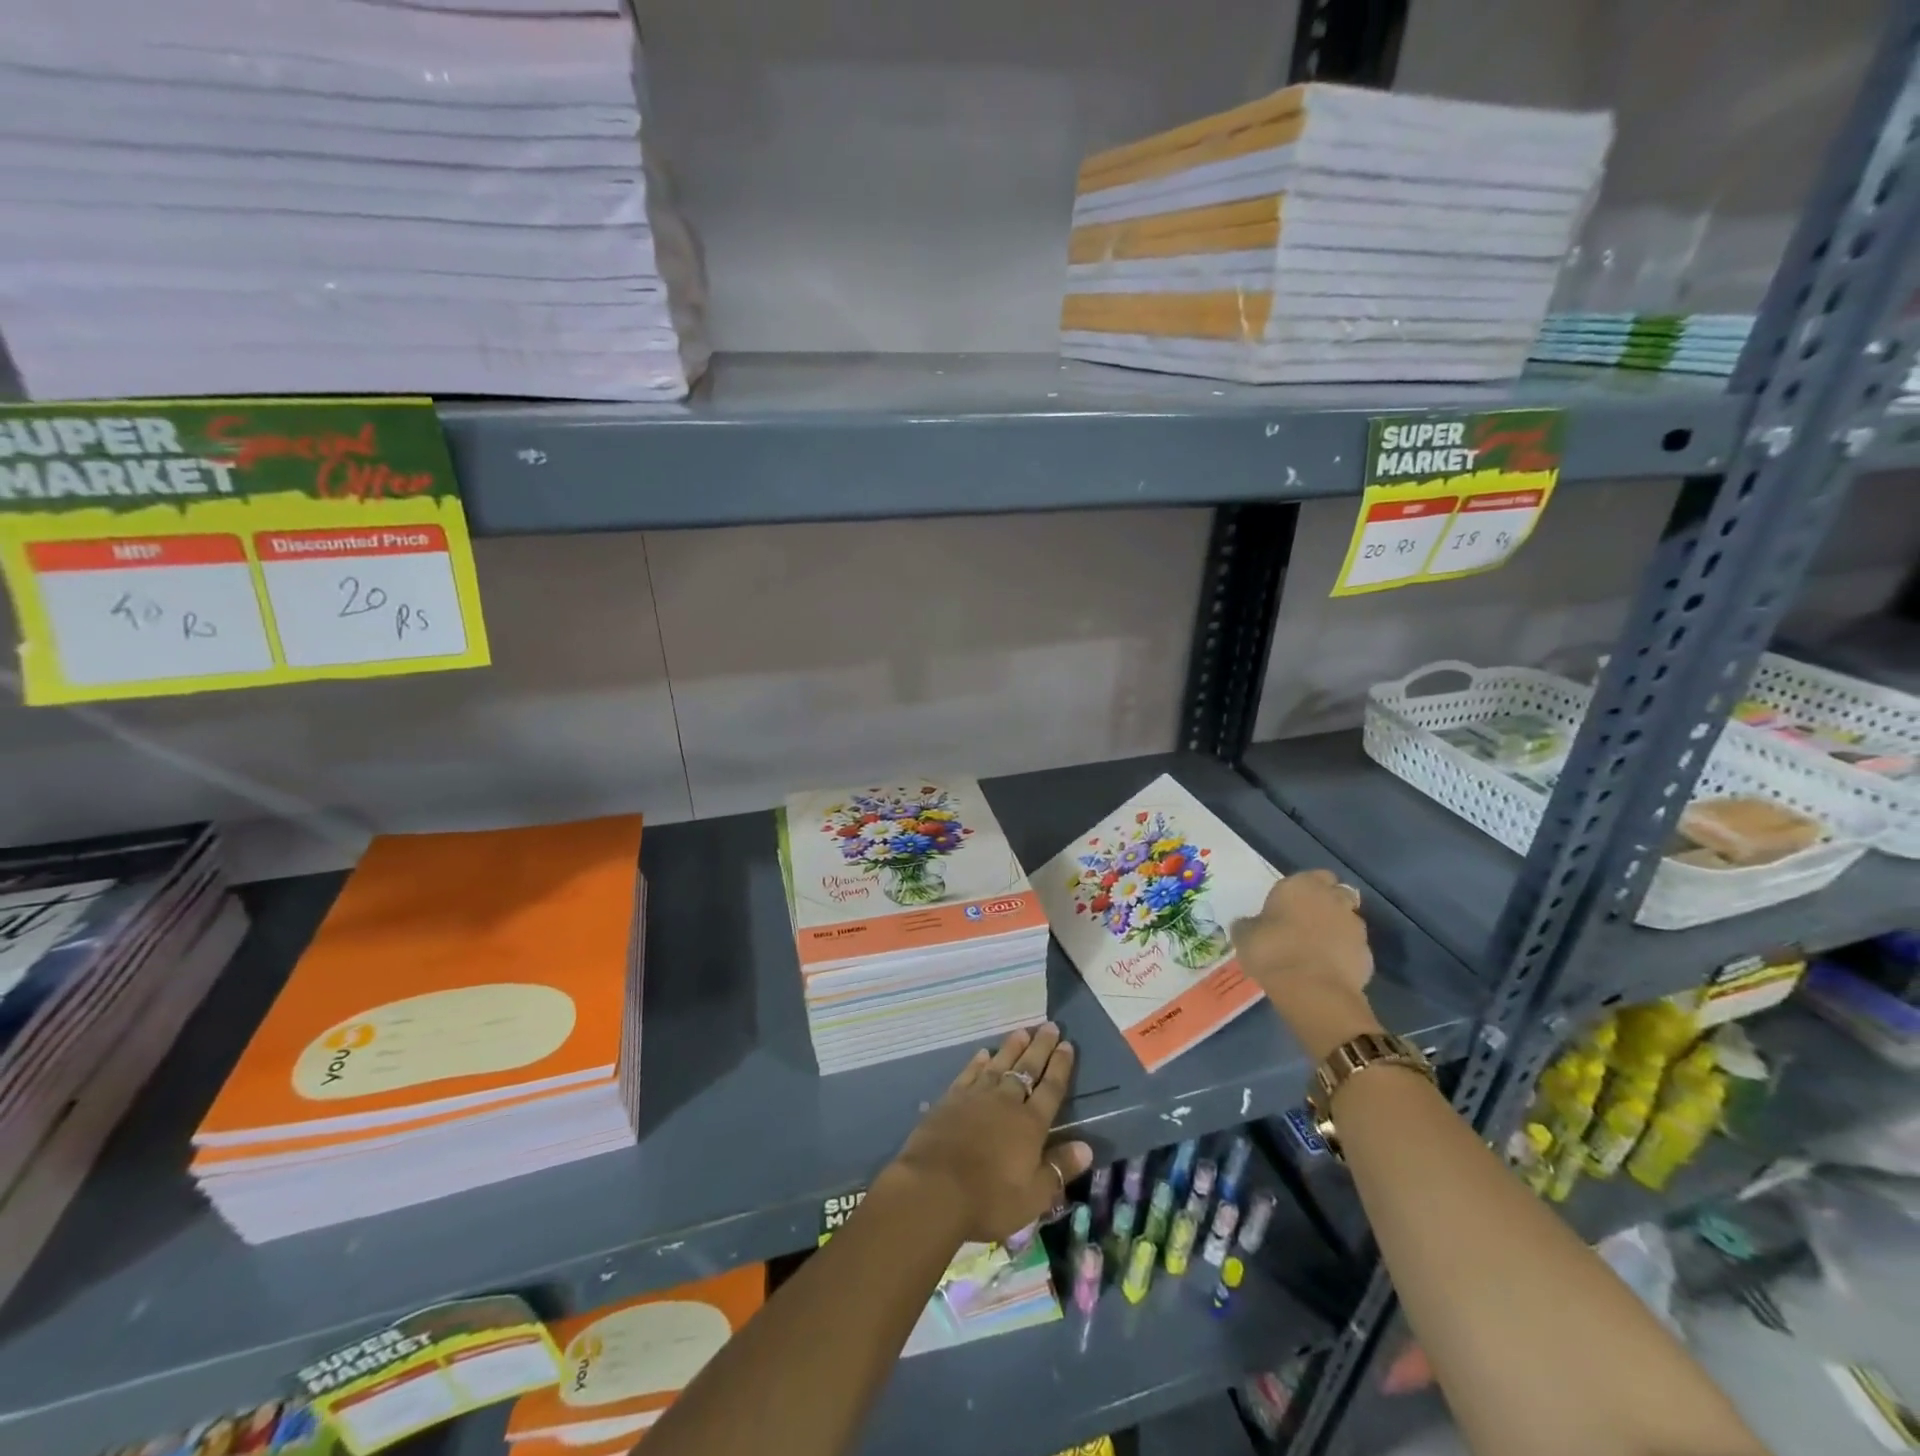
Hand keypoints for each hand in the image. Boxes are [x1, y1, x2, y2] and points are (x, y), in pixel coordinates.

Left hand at [884, 1024, 1092, 1244]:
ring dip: (1012, 1047)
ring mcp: (976, 1097)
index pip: (1051, 1089)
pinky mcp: (951, 1099)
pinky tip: (984, 1053)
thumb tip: (1087, 1147)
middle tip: (1050, 1026)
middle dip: (1041, 1047)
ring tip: (1022, 1030)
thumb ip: (1059, 1168)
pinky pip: (970, 1073)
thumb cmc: (988, 1198)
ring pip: (999, 1064)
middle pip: (1027, 1069)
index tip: (1068, 1045)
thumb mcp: (1033, 1196)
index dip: (1061, 1066)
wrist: (934, 1187)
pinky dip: (978, 1062)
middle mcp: (1006, 1102)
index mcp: (1030, 1124)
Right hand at [1232, 869, 1382, 1059]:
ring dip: (1337, 929)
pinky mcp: (1367, 955)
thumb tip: (1250, 925)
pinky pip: (1354, 948)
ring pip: (1348, 921)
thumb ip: (1250, 924)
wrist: (1312, 990)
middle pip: (1337, 894)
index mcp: (1301, 885)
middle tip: (1307, 922)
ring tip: (1318, 949)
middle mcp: (1333, 899)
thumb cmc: (1272, 951)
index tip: (1291, 904)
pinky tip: (1328, 969)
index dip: (1306, 888)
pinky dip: (1344, 954)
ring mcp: (1355, 927)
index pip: (1315, 875)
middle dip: (1327, 904)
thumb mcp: (1245, 935)